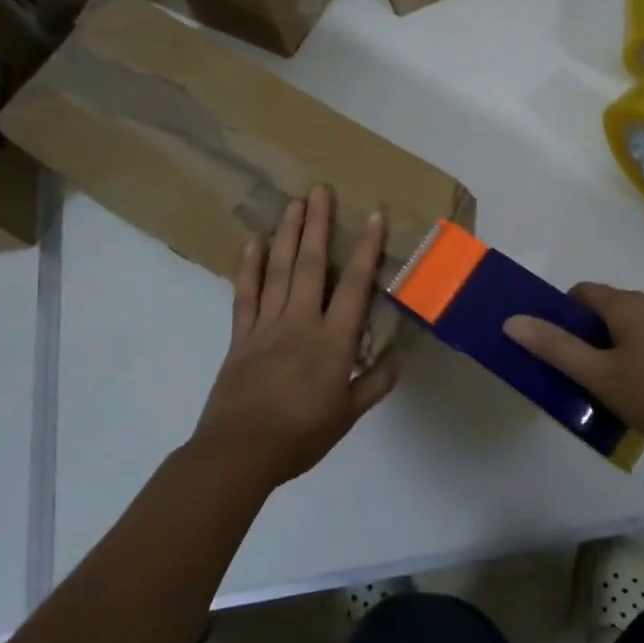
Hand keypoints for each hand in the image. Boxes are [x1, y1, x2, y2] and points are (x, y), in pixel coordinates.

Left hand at [190, 186, 400, 487]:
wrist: (240, 452)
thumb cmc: (301, 435)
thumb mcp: (348, 415)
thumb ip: (376, 382)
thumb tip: (403, 355)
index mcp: (332, 341)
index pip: (354, 285)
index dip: (365, 248)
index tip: (373, 215)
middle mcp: (300, 322)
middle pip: (310, 265)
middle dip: (317, 225)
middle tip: (320, 189)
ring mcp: (266, 325)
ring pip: (277, 270)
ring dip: (286, 234)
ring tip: (293, 203)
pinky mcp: (240, 335)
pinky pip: (245, 294)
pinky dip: (248, 267)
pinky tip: (251, 242)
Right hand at [504, 284, 643, 469]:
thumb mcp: (599, 377)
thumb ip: (555, 347)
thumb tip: (512, 320)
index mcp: (629, 304)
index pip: (582, 293)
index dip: (563, 317)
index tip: (558, 351)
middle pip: (607, 308)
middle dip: (589, 335)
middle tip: (581, 375)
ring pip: (632, 324)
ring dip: (615, 347)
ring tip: (611, 387)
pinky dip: (640, 353)